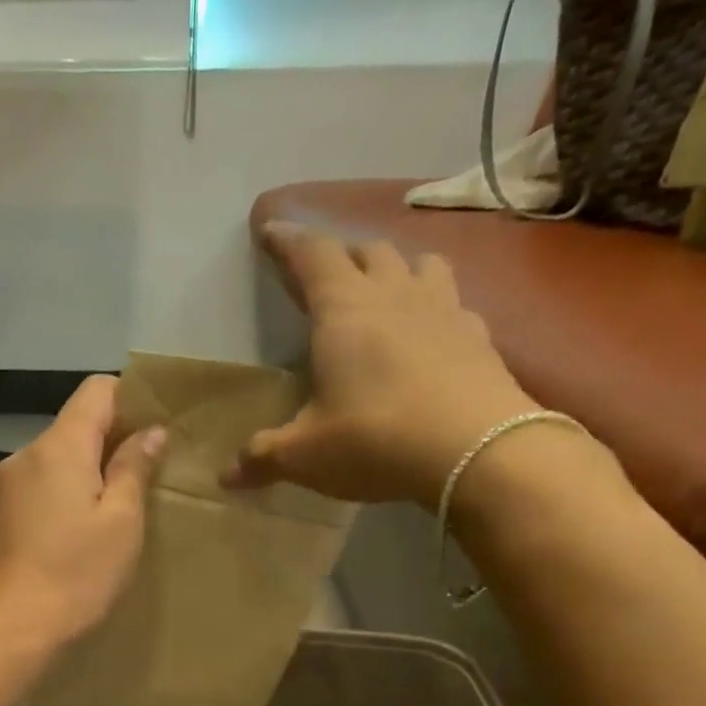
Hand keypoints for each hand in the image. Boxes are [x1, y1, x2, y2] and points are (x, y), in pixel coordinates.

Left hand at [0, 375, 165, 652]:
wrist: (9, 630)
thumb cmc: (75, 575)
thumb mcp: (120, 522)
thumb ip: (134, 468)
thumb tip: (150, 431)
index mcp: (59, 446)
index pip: (97, 390)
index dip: (132, 400)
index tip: (159, 431)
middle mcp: (28, 454)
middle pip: (77, 424)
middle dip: (115, 439)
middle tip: (152, 474)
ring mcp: (9, 485)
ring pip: (61, 457)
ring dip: (93, 470)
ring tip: (122, 507)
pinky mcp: (3, 513)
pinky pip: (45, 484)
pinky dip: (70, 492)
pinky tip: (86, 529)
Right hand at [227, 224, 537, 502]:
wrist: (477, 451)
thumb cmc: (375, 440)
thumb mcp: (305, 454)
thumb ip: (263, 457)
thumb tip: (226, 477)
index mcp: (343, 310)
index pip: (311, 255)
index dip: (288, 240)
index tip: (270, 228)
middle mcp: (394, 295)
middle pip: (367, 250)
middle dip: (340, 253)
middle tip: (323, 271)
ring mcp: (444, 309)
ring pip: (419, 262)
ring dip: (396, 266)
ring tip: (385, 286)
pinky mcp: (479, 336)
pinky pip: (454, 302)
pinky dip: (436, 305)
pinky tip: (432, 330)